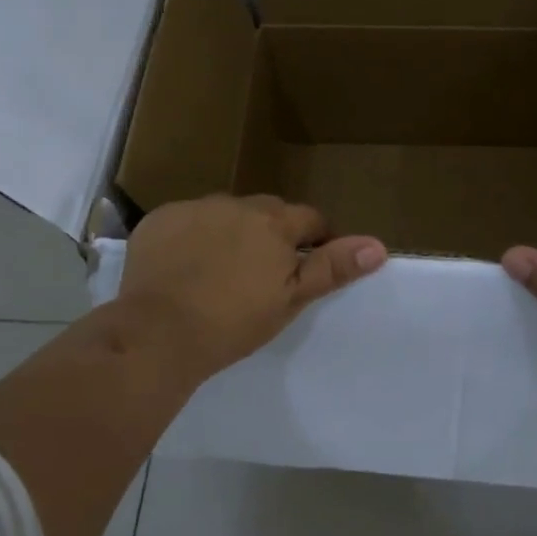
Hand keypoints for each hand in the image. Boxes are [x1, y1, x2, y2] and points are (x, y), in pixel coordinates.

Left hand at [118, 194, 386, 374]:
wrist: (158, 331)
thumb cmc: (233, 322)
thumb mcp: (290, 300)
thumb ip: (331, 267)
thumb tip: (377, 246)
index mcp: (274, 223)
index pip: (310, 219)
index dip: (315, 239)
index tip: (307, 265)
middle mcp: (236, 204)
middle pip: (267, 212)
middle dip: (271, 233)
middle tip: (262, 273)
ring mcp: (195, 207)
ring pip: (225, 214)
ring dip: (230, 231)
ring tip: (219, 270)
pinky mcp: (160, 218)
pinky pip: (187, 220)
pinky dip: (191, 236)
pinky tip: (183, 267)